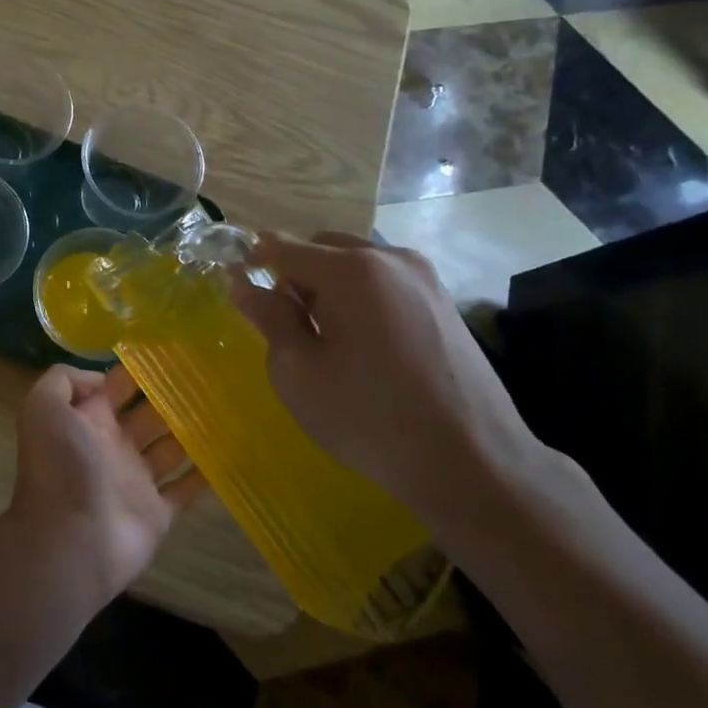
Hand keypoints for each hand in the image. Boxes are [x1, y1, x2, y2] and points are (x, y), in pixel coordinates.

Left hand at [0, 364, 207, 604]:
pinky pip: (186, 489)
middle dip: (174, 397)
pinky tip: (231, 452)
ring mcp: (136, 480)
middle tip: (212, 376)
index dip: (139, 369)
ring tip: (228, 406)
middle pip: (149, 414)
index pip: (116, 386)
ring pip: (171, 448)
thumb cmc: (60, 468)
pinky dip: (205, 474)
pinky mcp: (157, 512)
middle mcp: (113, 446)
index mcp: (88, 420)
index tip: (174, 351)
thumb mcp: (43, 408)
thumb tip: (99, 377)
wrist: (70, 541)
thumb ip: (63, 381)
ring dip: (194, 430)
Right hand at [230, 232, 541, 517]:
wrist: (472, 460)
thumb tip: (246, 285)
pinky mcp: (443, 301)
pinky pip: (384, 282)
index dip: (251, 261)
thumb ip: (269, 318)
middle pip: (321, 247)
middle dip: (294, 275)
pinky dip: (360, 298)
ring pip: (355, 263)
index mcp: (350, 269)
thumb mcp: (298, 372)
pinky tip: (365, 346)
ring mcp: (423, 277)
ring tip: (328, 339)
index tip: (236, 286)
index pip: (281, 247)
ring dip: (329, 286)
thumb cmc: (369, 416)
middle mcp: (389, 258)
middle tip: (287, 326)